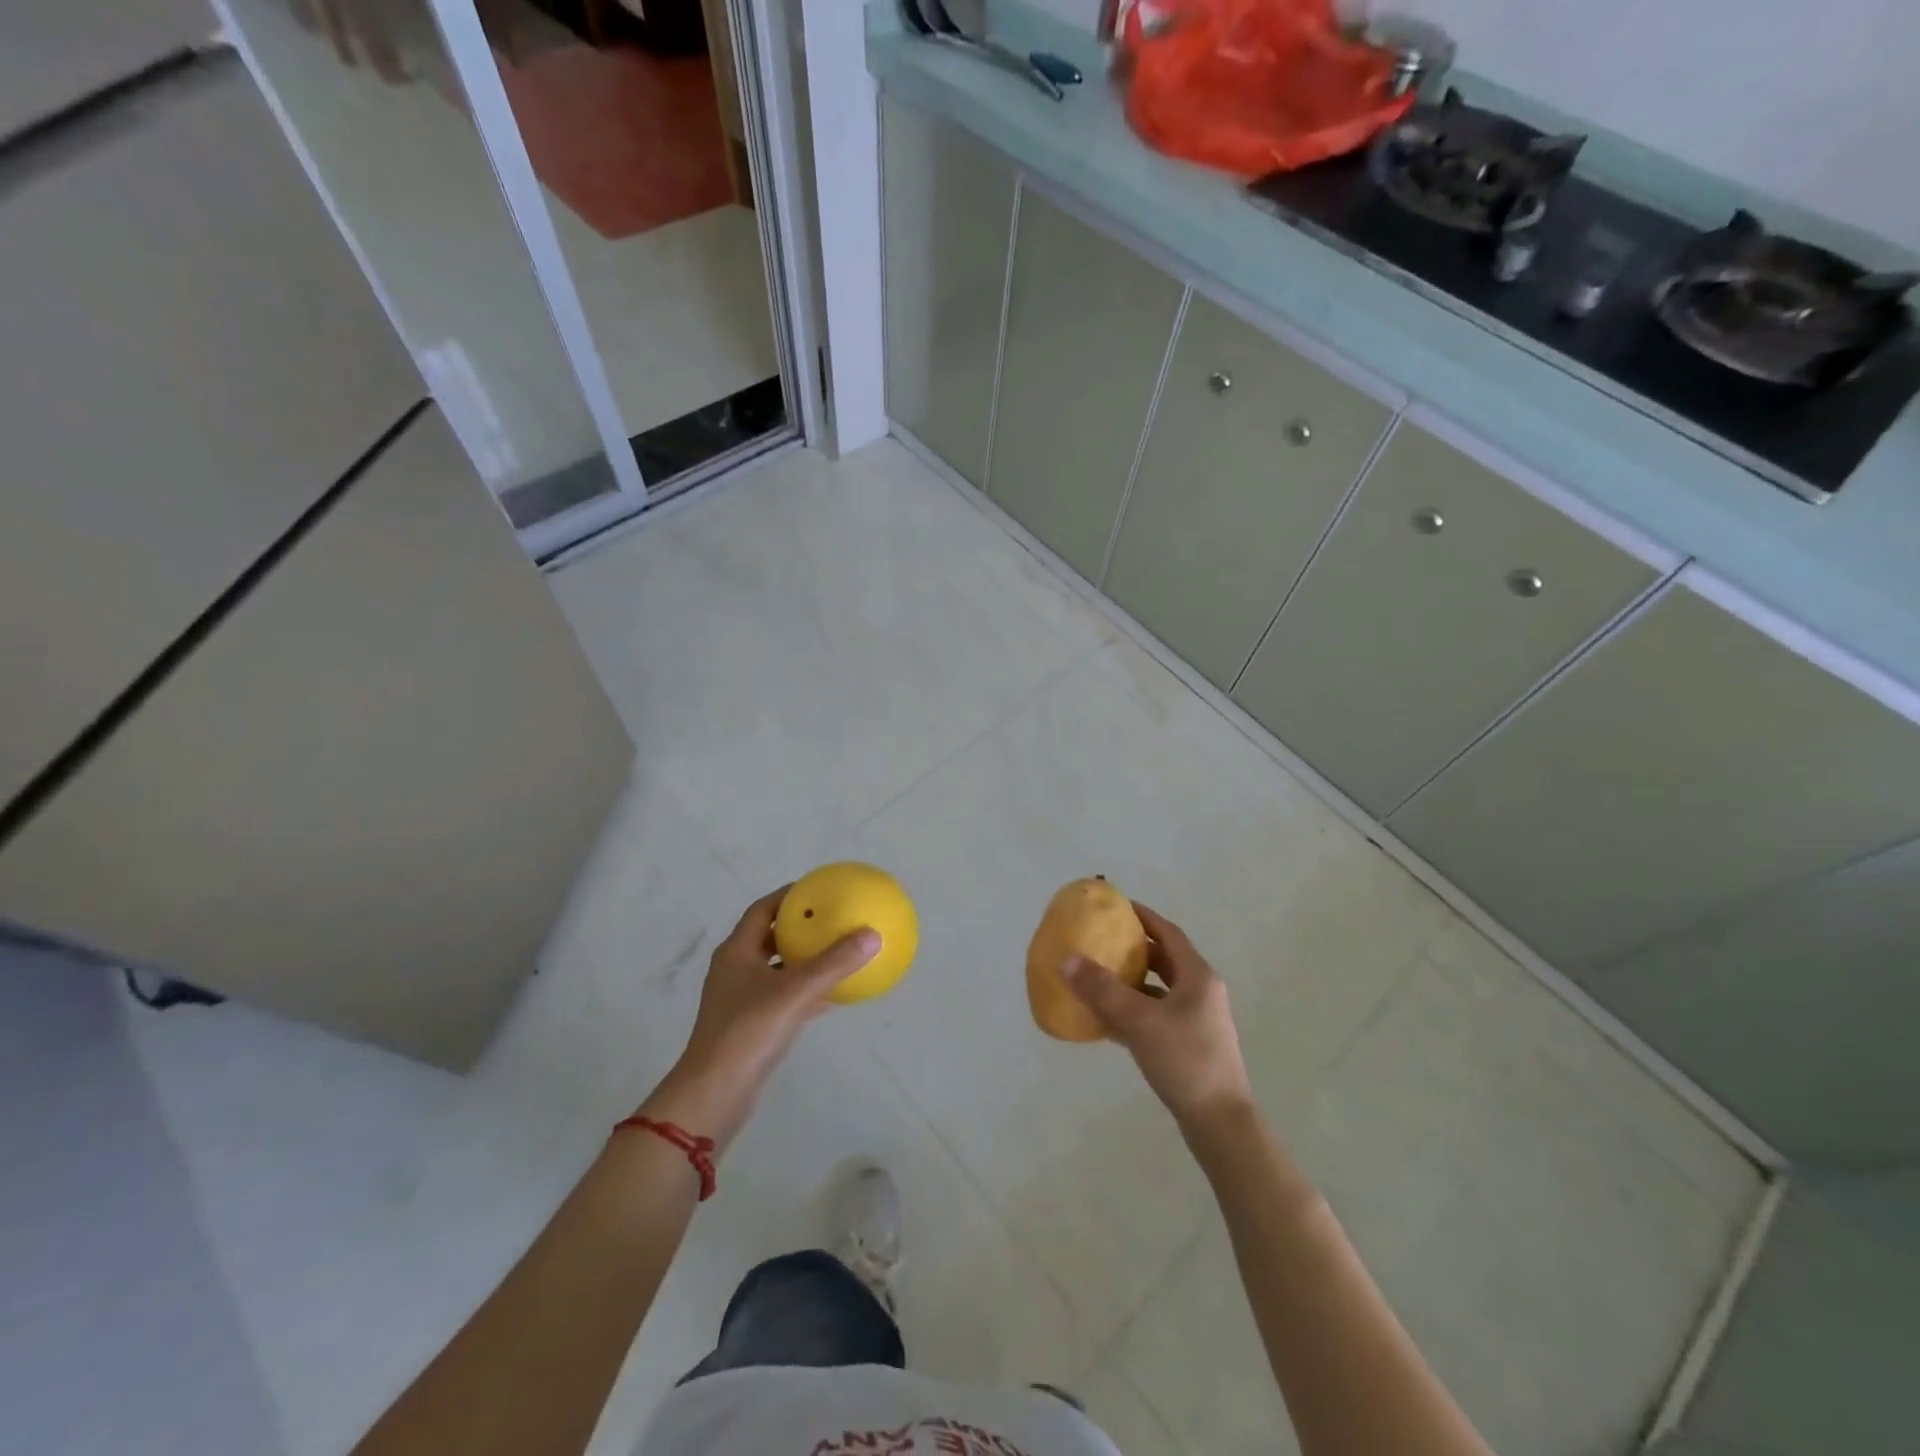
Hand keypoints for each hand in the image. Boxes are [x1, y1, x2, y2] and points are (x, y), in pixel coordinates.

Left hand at [642, 888, 878, 1146]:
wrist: (715, 1093)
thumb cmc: (748, 1031)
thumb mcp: (795, 992)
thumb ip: (834, 964)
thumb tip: (872, 934)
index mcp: (737, 951)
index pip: (763, 910)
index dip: (788, 896)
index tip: (818, 888)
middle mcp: (736, 970)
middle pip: (770, 937)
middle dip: (799, 926)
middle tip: (832, 917)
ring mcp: (742, 1000)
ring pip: (778, 969)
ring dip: (804, 959)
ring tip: (837, 950)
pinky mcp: (751, 1026)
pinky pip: (784, 997)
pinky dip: (806, 990)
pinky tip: (835, 993)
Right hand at [1060, 903, 1253, 1129]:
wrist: (1220, 1123)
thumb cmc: (1185, 1061)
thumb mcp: (1140, 1021)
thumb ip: (1102, 989)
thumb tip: (1066, 958)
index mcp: (1197, 976)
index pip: (1167, 933)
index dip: (1143, 917)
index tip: (1116, 907)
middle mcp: (1201, 992)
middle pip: (1164, 959)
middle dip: (1133, 949)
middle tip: (1101, 940)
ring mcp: (1197, 1020)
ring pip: (1159, 989)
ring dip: (1131, 981)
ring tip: (1098, 976)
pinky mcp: (1189, 1044)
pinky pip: (1156, 1015)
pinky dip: (1133, 1010)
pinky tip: (1106, 1019)